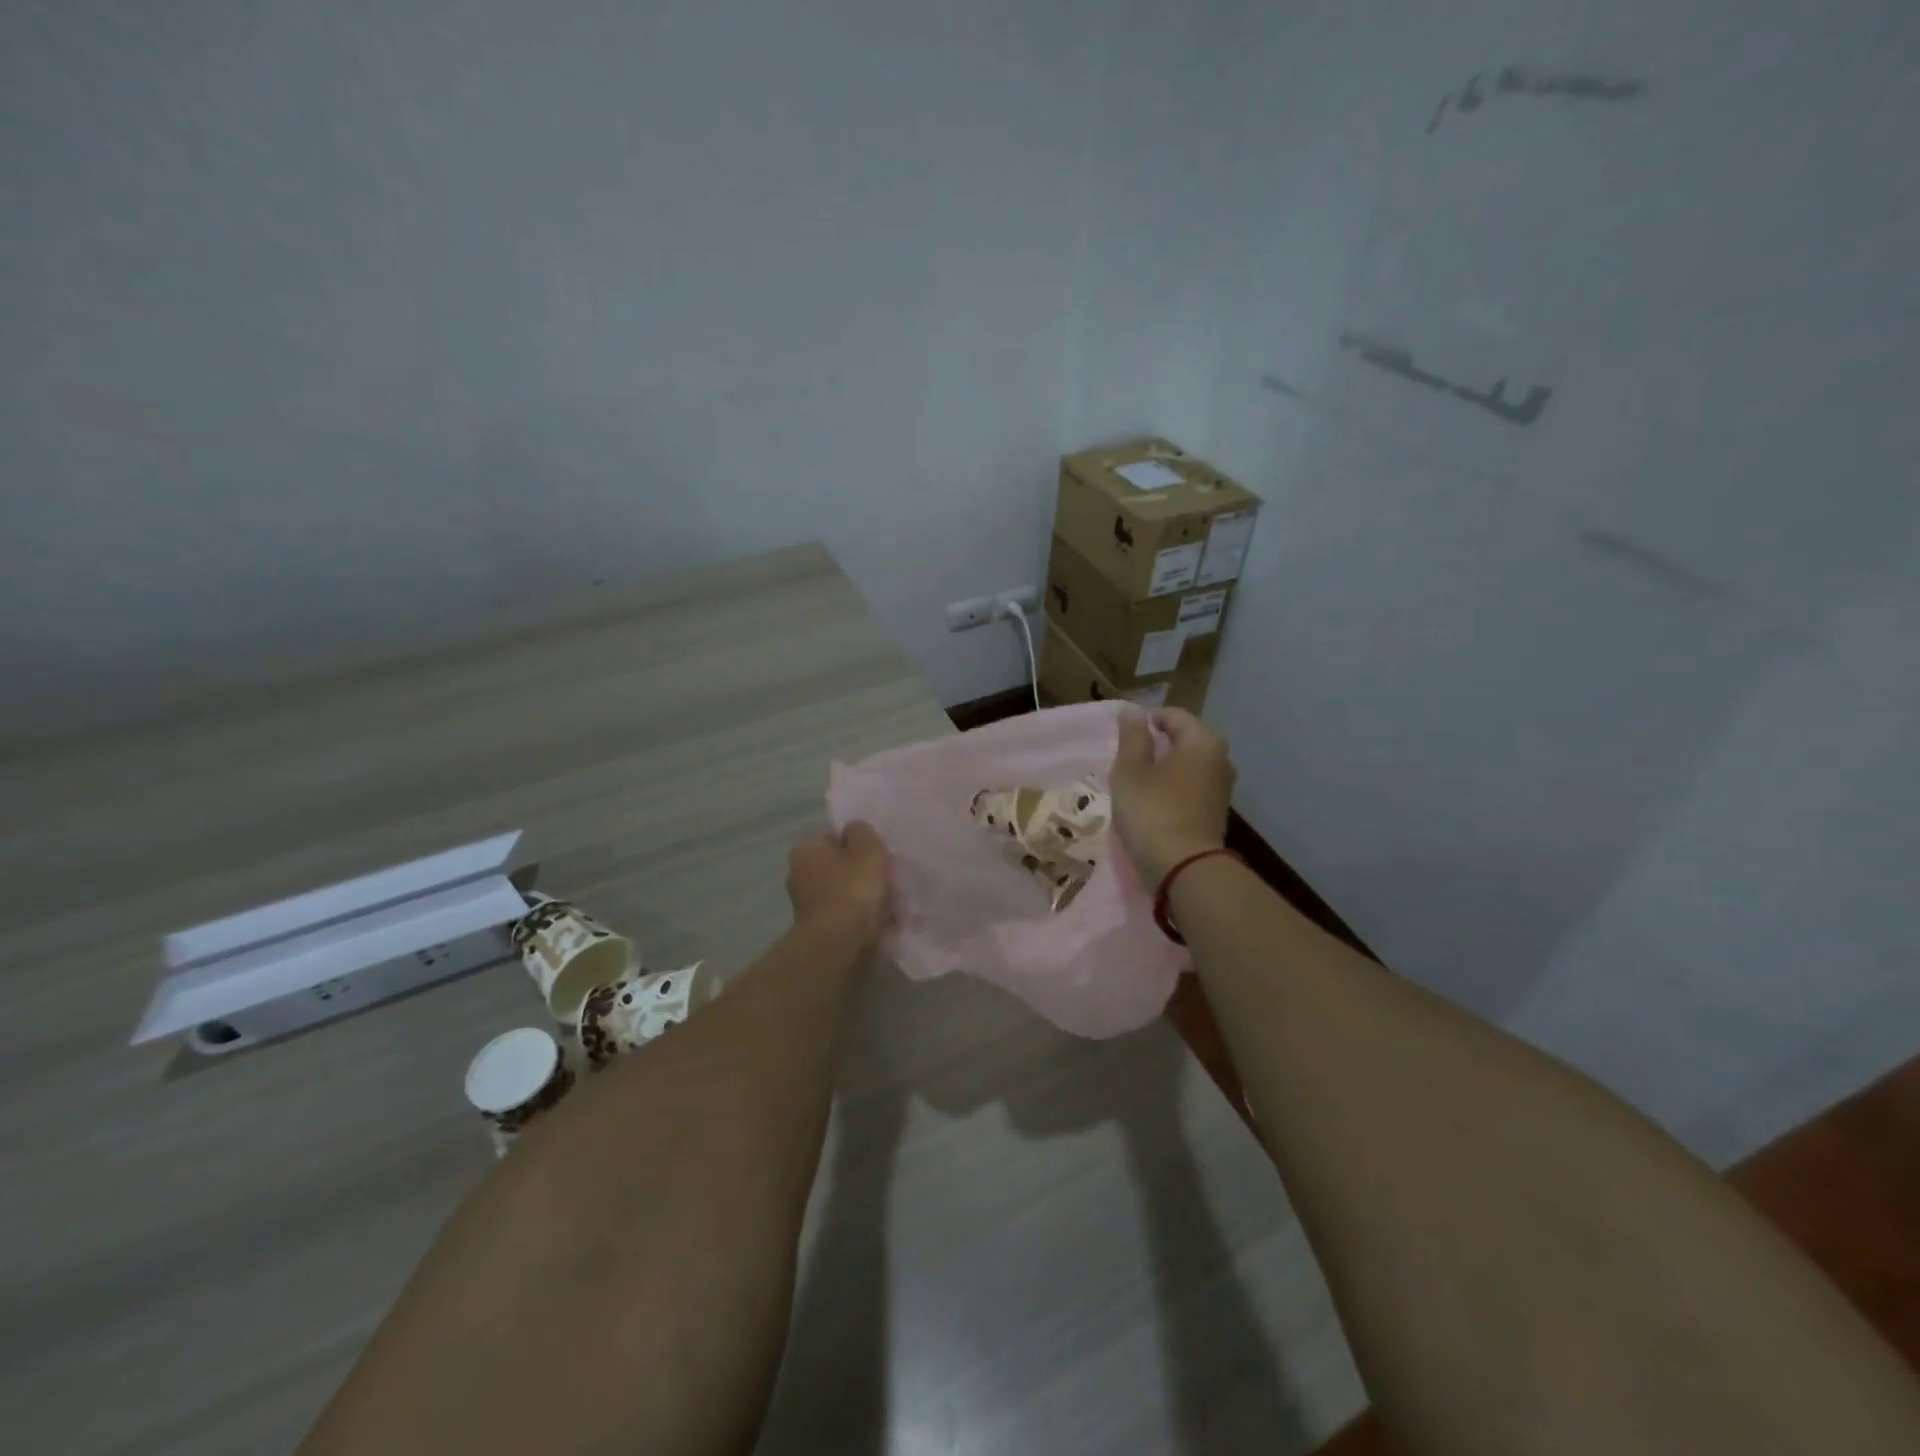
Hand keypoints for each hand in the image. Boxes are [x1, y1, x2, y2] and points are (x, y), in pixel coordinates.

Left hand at [787, 821, 890, 945]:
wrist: (841, 945)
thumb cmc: (853, 888)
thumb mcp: (866, 847)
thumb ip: (862, 831)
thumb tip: (854, 830)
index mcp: (805, 850)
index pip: (830, 834)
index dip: (854, 838)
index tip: (875, 848)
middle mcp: (799, 875)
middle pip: (837, 864)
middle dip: (860, 869)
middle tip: (886, 873)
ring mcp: (808, 905)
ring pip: (844, 891)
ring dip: (865, 894)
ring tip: (893, 900)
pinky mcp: (820, 929)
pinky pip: (847, 915)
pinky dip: (863, 916)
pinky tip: (886, 921)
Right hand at [1109, 707, 1234, 884]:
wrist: (1185, 869)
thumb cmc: (1153, 812)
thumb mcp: (1131, 771)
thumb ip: (1132, 737)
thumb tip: (1133, 711)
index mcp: (1202, 740)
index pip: (1172, 715)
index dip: (1145, 720)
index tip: (1122, 737)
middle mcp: (1220, 758)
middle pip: (1184, 739)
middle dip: (1156, 744)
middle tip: (1127, 759)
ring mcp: (1222, 787)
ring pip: (1188, 764)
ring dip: (1164, 767)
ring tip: (1137, 781)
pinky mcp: (1216, 811)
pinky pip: (1192, 786)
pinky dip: (1173, 787)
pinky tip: (1153, 801)